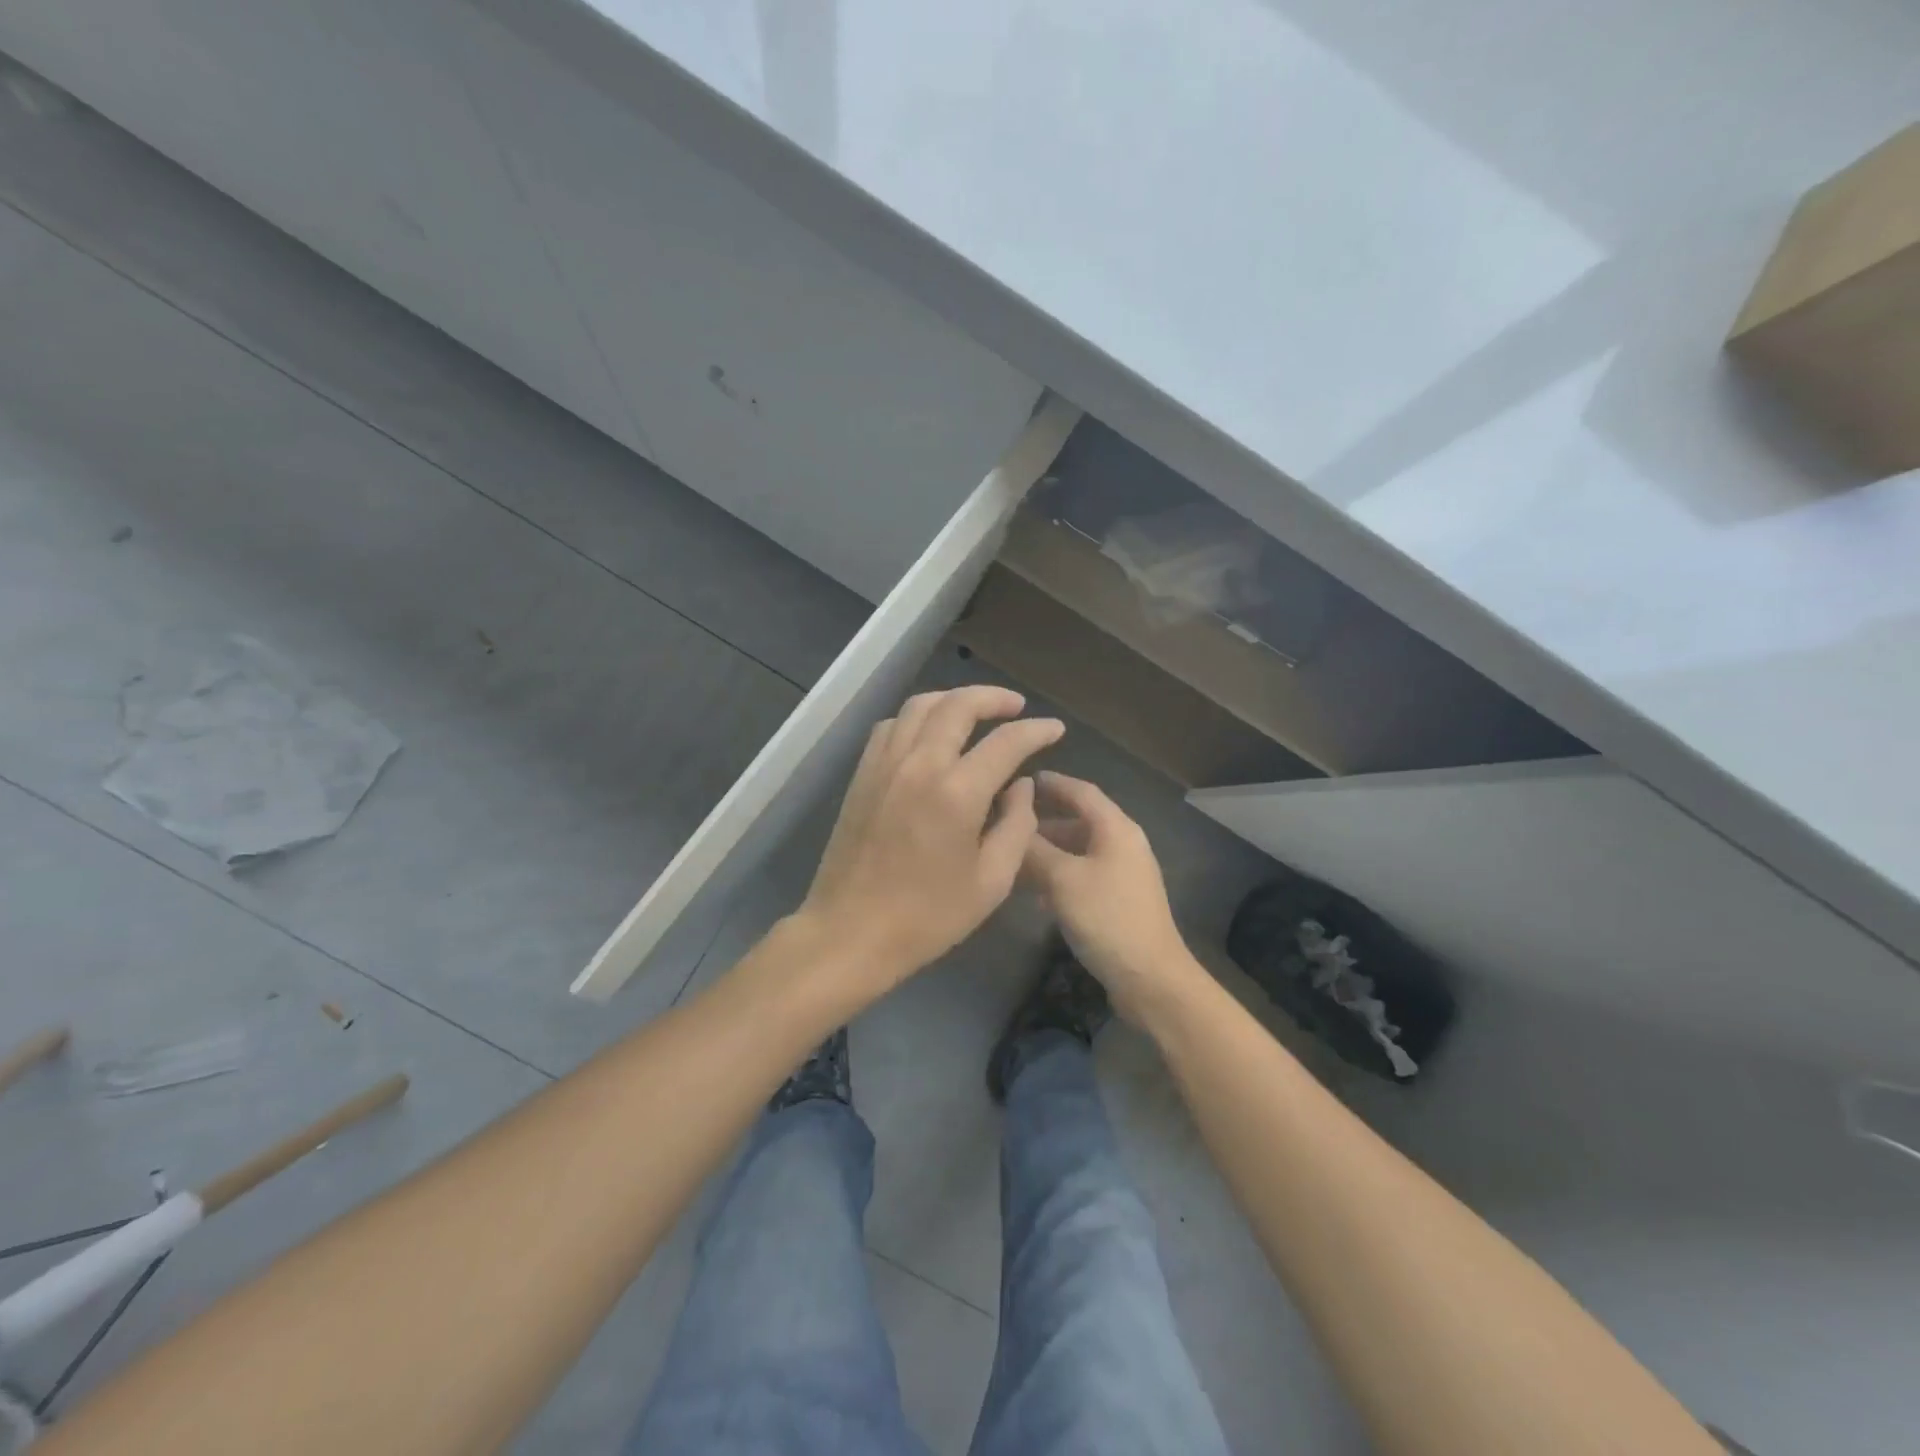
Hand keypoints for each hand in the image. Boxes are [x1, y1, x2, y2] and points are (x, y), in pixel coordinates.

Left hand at [797, 686, 1063, 993]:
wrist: (851, 932)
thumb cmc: (928, 917)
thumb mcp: (992, 882)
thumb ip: (1016, 826)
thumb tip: (1020, 786)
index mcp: (957, 793)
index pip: (1006, 742)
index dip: (1036, 730)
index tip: (1054, 728)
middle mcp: (920, 764)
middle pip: (959, 705)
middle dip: (994, 698)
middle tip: (1016, 707)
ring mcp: (885, 765)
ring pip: (920, 706)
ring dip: (953, 700)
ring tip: (975, 711)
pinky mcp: (862, 774)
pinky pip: (891, 725)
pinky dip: (918, 717)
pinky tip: (930, 734)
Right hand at [1022, 771, 1200, 1020]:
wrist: (1150, 978)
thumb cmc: (1106, 918)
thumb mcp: (1062, 879)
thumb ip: (1035, 850)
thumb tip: (1011, 825)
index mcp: (1116, 829)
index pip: (1082, 792)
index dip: (1052, 783)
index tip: (1022, 781)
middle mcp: (1124, 844)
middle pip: (1080, 820)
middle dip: (1044, 820)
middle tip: (1008, 820)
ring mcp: (1124, 874)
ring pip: (1079, 850)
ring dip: (1049, 851)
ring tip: (1014, 857)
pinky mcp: (1119, 901)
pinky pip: (1084, 874)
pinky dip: (1060, 875)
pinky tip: (1036, 893)